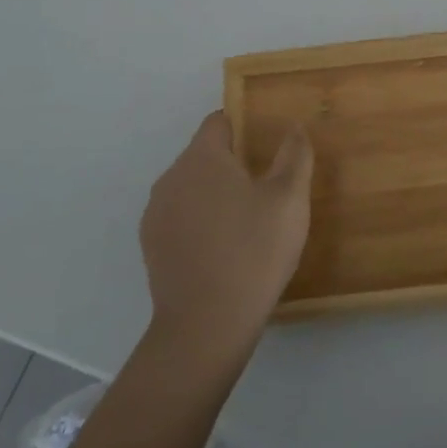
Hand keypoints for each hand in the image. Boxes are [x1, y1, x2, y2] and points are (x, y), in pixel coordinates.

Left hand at [140, 112, 312, 361]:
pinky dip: (200, 221)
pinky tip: (224, 248)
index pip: (220, 121)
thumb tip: (294, 126)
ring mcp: (156, 213)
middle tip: (268, 189)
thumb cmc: (254, 252)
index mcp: (202, 158)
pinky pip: (180, 216)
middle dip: (234, 163)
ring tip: (248, 222)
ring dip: (216, 193)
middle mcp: (171, 177)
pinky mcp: (152, 245)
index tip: (269, 148)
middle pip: (205, 154)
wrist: (206, 326)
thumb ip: (294, 154)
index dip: (246, 126)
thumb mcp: (289, 199)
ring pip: (192, 186)